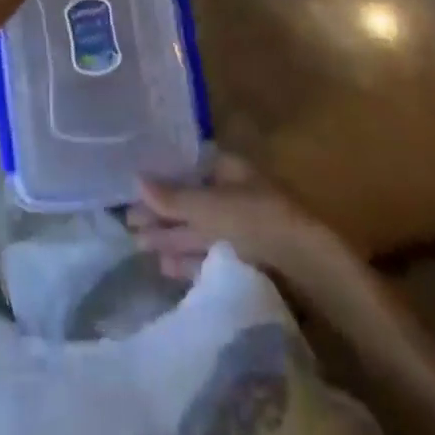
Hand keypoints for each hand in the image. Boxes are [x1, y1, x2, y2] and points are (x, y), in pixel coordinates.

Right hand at [127, 153, 340, 283]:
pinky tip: (167, 268)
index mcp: (225, 167)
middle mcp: (231, 190)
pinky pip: (209, 251)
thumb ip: (172, 197)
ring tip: (140, 248)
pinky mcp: (246, 254)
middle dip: (160, 214)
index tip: (133, 194)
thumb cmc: (255, 217)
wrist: (305, 262)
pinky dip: (188, 258)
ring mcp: (240, 223)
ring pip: (197, 228)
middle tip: (129, 227)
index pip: (185, 169)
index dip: (159, 182)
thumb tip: (135, 179)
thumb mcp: (208, 206)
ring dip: (170, 238)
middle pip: (189, 201)